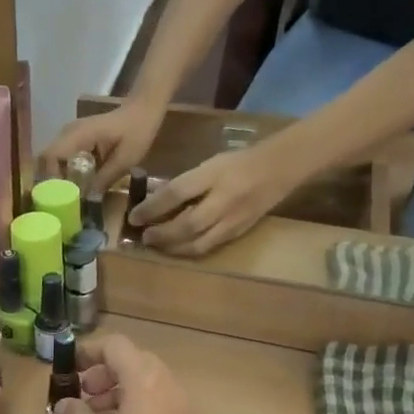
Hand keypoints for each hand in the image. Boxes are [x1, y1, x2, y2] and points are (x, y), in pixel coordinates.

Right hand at [37, 99, 161, 191]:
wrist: (143, 110)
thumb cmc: (137, 131)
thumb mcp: (126, 159)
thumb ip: (105, 178)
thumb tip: (88, 199)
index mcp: (79, 134)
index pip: (51, 155)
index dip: (50, 177)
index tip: (59, 196)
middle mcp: (68, 133)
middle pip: (47, 158)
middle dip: (51, 180)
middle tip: (61, 201)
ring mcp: (70, 135)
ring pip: (52, 159)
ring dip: (57, 177)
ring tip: (67, 197)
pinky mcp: (75, 139)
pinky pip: (62, 158)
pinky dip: (65, 172)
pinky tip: (76, 185)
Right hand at [53, 336, 213, 413]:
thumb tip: (64, 404)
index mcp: (144, 380)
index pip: (116, 345)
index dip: (90, 351)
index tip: (71, 368)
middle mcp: (166, 383)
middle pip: (133, 360)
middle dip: (104, 373)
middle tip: (82, 395)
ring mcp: (180, 403)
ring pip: (146, 380)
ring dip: (118, 389)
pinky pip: (157, 398)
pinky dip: (135, 403)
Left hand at [131, 146, 291, 256]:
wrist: (280, 169)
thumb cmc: (238, 162)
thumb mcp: (210, 164)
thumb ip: (185, 182)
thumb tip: (155, 201)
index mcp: (214, 175)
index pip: (177, 193)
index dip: (152, 207)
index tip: (134, 216)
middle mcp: (224, 200)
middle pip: (187, 224)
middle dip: (161, 234)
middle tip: (143, 236)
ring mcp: (233, 220)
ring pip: (198, 242)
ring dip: (173, 247)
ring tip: (156, 245)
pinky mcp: (239, 233)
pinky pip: (210, 247)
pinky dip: (189, 250)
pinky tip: (177, 249)